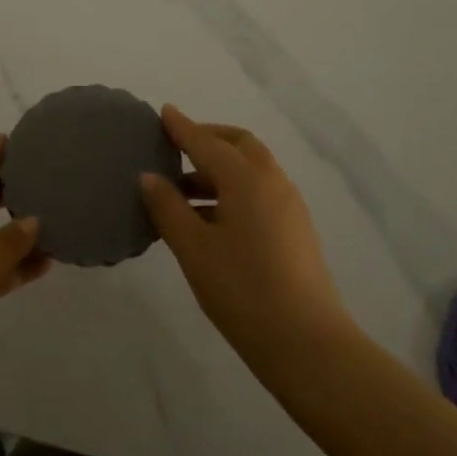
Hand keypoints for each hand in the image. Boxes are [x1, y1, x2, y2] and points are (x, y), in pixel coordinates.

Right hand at [140, 105, 349, 370]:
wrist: (307, 343)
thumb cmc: (242, 290)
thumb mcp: (193, 249)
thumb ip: (168, 208)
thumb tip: (149, 177)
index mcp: (247, 178)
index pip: (206, 142)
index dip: (182, 127)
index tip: (163, 112)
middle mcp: (272, 182)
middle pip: (239, 145)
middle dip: (208, 139)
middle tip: (176, 148)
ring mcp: (289, 206)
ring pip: (251, 170)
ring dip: (219, 169)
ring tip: (183, 192)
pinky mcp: (296, 230)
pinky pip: (260, 192)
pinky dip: (234, 189)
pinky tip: (211, 219)